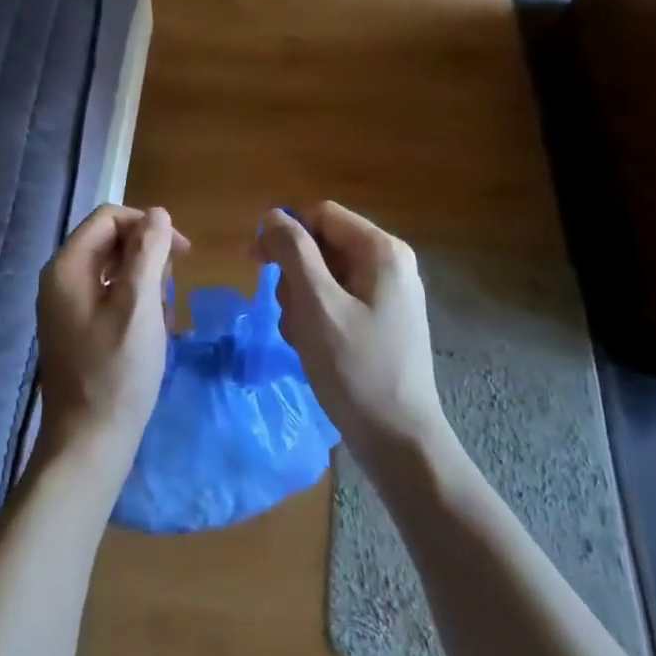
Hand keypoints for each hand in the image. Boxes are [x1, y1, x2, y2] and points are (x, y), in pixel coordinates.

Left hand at [36, 204, 187, 456]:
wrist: (89, 443)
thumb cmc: (117, 372)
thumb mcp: (140, 305)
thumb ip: (149, 252)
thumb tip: (158, 213)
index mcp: (67, 266)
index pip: (109, 218)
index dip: (148, 226)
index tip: (182, 253)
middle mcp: (60, 279)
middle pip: (110, 241)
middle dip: (148, 257)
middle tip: (172, 292)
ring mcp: (65, 306)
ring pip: (113, 270)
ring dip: (145, 284)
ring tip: (163, 318)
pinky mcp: (75, 328)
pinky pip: (109, 297)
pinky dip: (134, 305)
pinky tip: (151, 333)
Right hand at [254, 202, 446, 463]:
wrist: (399, 441)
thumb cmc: (356, 369)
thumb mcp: (316, 305)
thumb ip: (293, 252)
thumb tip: (273, 214)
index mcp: (381, 250)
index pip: (321, 215)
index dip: (285, 232)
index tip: (256, 263)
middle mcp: (389, 263)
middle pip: (322, 245)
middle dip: (295, 276)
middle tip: (288, 315)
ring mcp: (388, 293)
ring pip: (325, 276)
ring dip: (302, 302)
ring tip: (302, 338)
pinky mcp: (382, 320)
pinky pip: (337, 301)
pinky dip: (317, 318)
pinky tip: (313, 348)